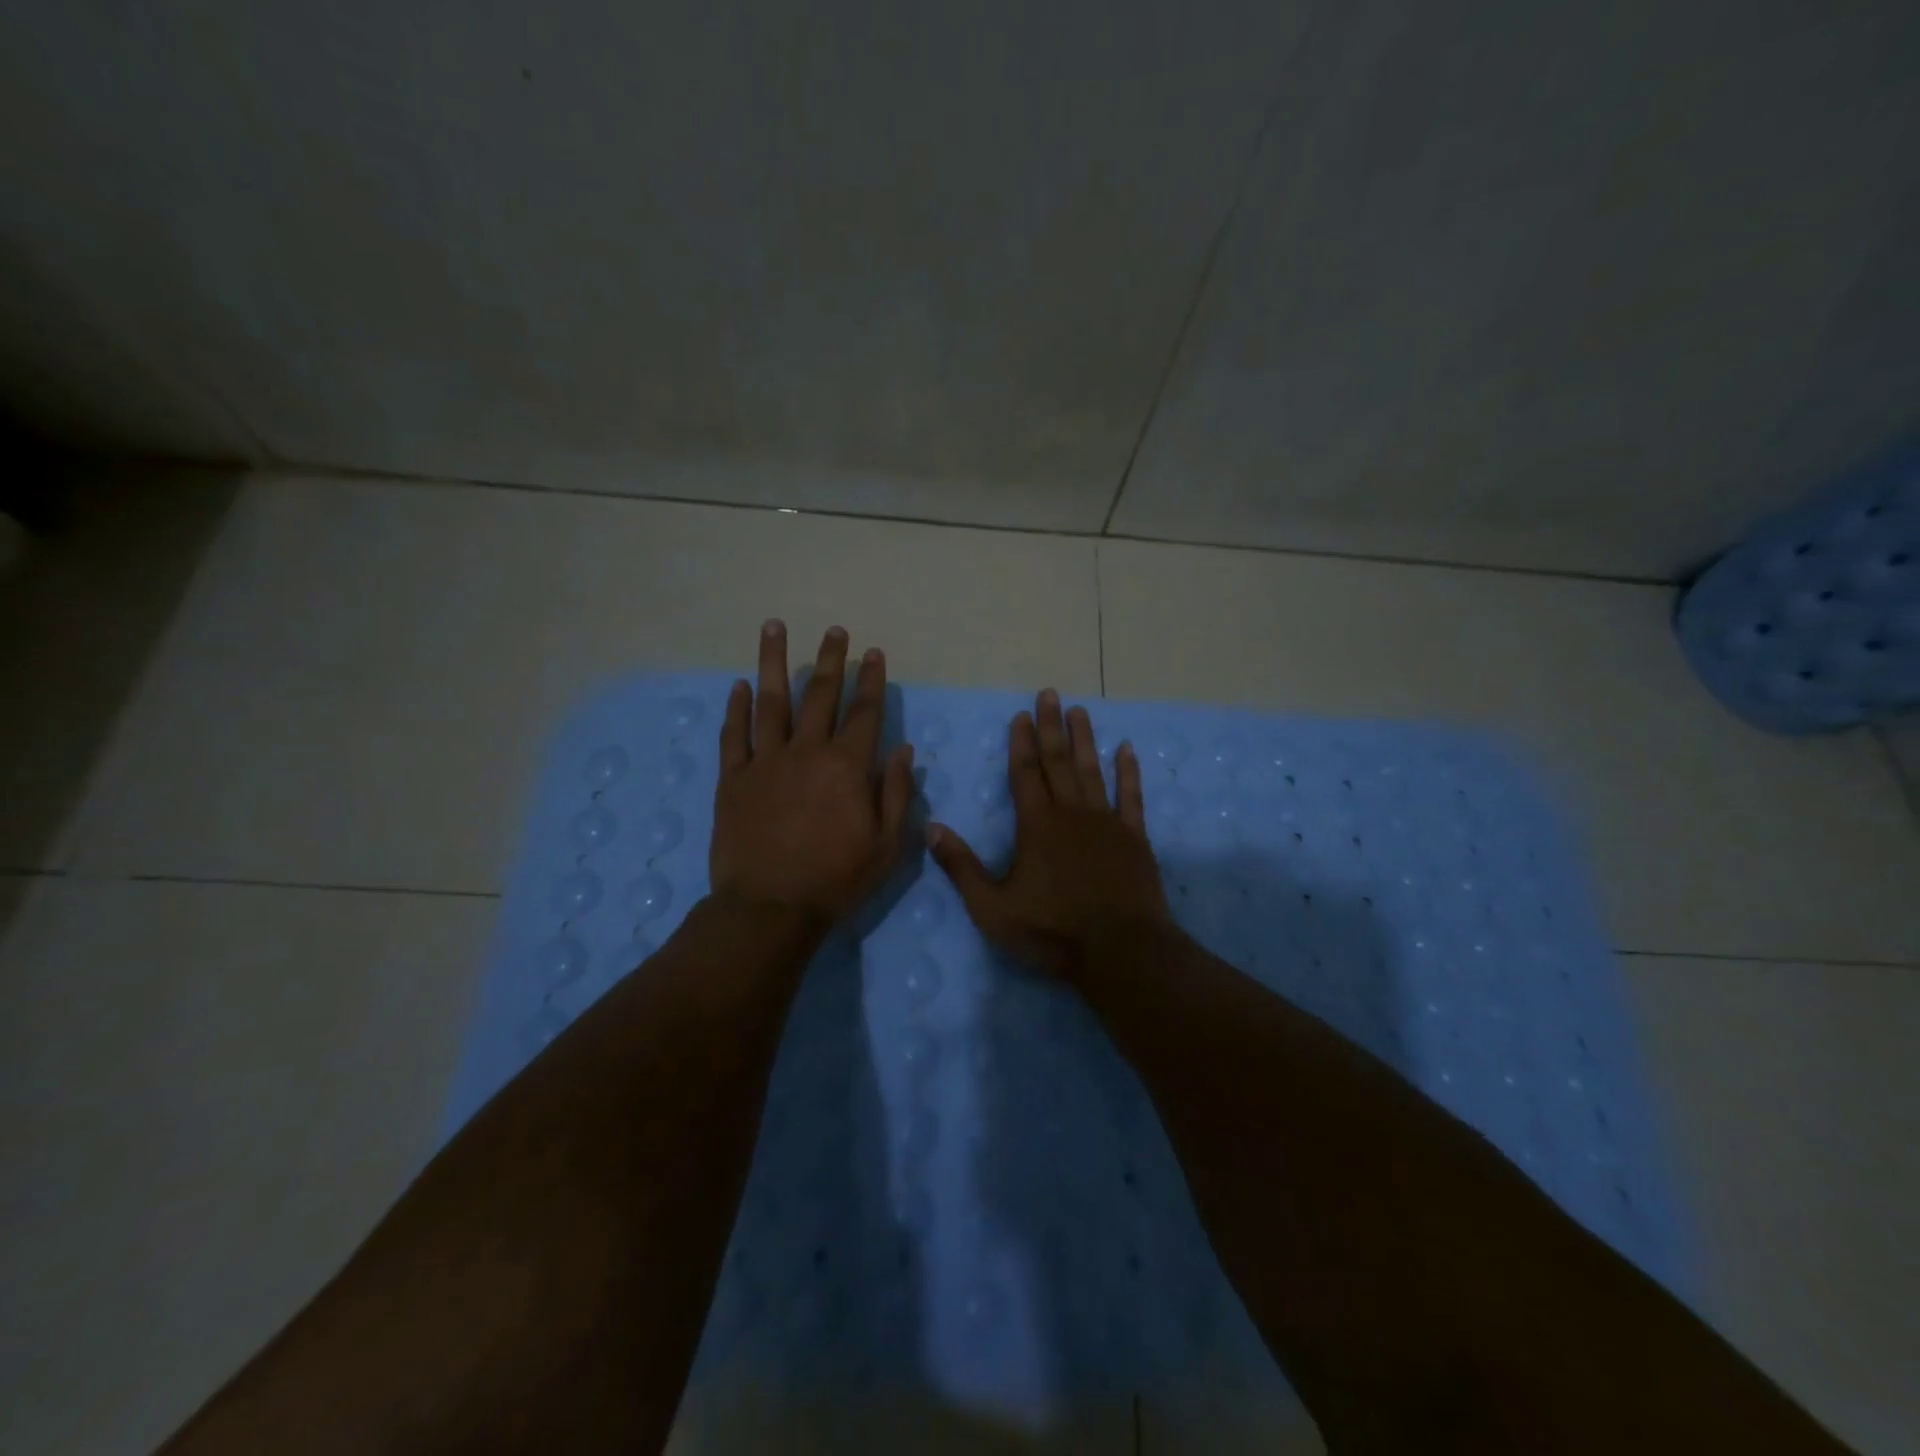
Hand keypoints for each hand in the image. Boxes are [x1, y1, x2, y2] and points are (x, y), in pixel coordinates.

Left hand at [709, 621, 914, 930]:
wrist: (769, 910)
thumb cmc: (836, 880)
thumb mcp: (887, 846)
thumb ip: (896, 793)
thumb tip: (903, 749)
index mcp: (847, 767)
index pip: (864, 712)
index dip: (871, 680)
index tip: (873, 652)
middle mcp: (806, 752)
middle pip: (820, 695)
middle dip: (829, 659)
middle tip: (833, 630)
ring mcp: (765, 762)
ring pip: (771, 701)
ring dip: (774, 662)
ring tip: (774, 627)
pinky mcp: (733, 779)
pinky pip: (734, 735)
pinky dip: (736, 708)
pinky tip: (739, 686)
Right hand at [926, 688, 1171, 980]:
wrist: (1121, 952)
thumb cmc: (1052, 932)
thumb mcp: (992, 908)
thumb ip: (961, 867)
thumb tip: (931, 827)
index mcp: (1036, 825)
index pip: (1024, 772)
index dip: (1021, 742)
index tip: (1021, 714)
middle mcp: (1071, 813)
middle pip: (1058, 761)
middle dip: (1051, 727)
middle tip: (1050, 694)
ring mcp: (1106, 822)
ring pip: (1093, 770)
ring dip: (1085, 739)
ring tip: (1080, 710)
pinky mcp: (1134, 837)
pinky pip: (1131, 796)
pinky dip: (1129, 772)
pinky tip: (1127, 749)